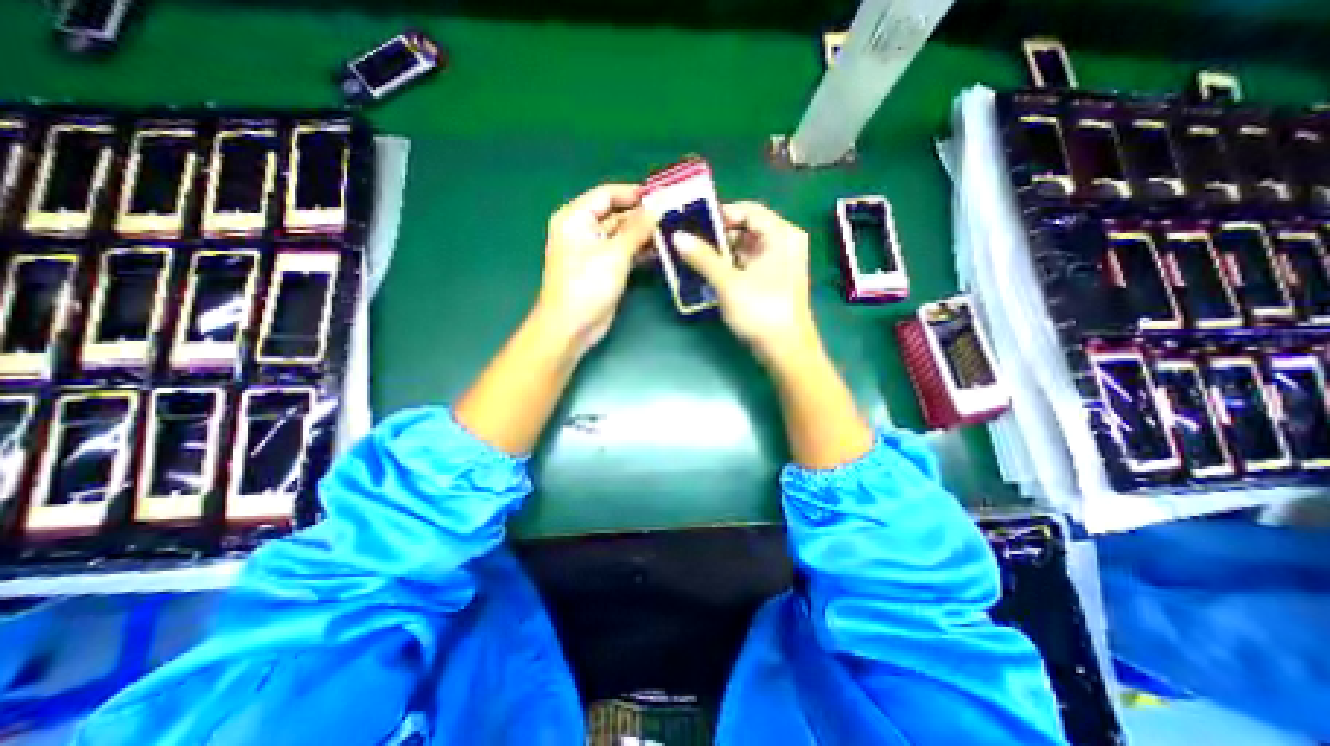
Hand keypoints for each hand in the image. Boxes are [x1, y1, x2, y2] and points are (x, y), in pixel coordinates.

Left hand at [533, 180, 658, 350]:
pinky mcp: (605, 268)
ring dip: (645, 234)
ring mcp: (595, 250)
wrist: (572, 326)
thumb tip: (658, 206)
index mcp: (576, 217)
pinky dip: (641, 251)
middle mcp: (583, 229)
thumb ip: (637, 228)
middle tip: (675, 214)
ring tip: (674, 231)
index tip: (664, 195)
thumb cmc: (587, 285)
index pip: (608, 194)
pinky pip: (625, 252)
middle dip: (643, 215)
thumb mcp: (614, 253)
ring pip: (623, 234)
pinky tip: (663, 250)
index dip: (635, 193)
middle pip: (617, 214)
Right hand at [680, 199, 816, 362]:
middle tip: (689, 241)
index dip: (721, 214)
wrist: (785, 350)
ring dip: (721, 253)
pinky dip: (730, 266)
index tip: (694, 223)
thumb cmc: (761, 311)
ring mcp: (780, 263)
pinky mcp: (773, 280)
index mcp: (781, 235)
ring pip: (746, 248)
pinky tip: (709, 273)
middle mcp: (784, 243)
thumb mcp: (728, 283)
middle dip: (717, 236)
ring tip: (693, 257)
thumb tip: (676, 236)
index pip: (749, 210)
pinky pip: (749, 264)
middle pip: (747, 229)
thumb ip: (703, 257)